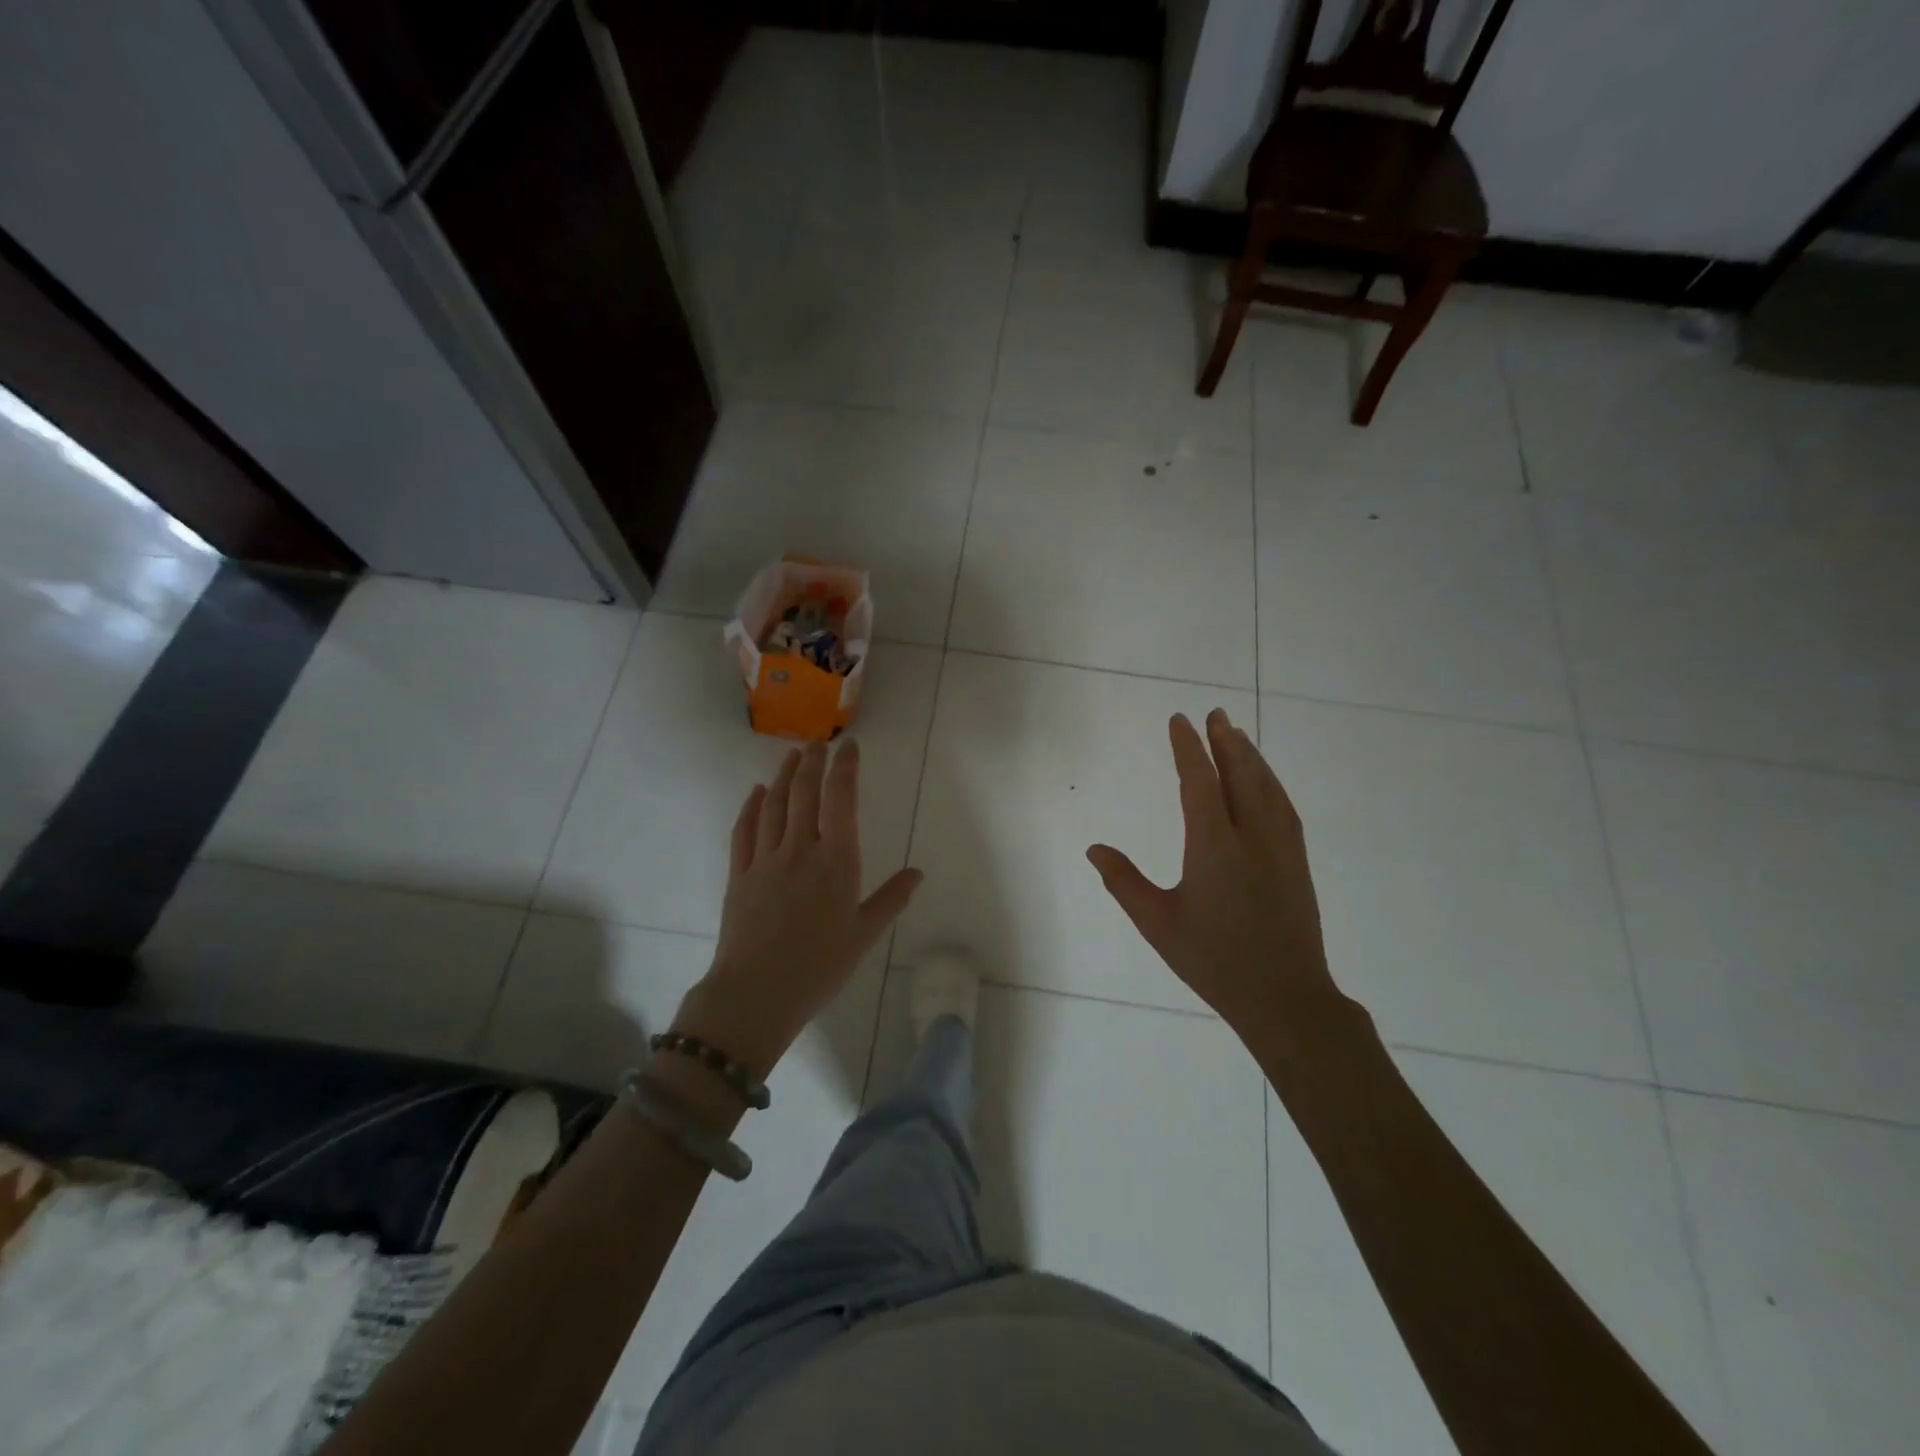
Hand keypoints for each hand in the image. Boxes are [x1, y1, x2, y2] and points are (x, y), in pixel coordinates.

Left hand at [673, 740, 922, 1079]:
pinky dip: (750, 807)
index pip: (842, 800)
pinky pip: (744, 831)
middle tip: (818, 742)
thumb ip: (891, 899)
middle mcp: (800, 849)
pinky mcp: (739, 874)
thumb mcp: (864, 934)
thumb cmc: (819, 966)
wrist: (757, 993)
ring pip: (773, 805)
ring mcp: (765, 859)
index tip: (850, 746)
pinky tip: (755, 793)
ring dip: (783, 776)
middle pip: (805, 793)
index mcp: (836, 861)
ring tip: (791, 755)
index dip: (845, 768)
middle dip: (812, 762)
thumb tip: (917, 873)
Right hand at [1087, 709, 1360, 1047]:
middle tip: (1215, 712)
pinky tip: (1266, 782)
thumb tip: (1094, 849)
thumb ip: (1124, 882)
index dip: (1188, 748)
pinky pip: (1283, 808)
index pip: (1200, 782)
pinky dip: (1271, 784)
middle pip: (1240, 775)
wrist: (1285, 997)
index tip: (1180, 721)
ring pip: (1266, 788)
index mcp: (1213, 847)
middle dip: (1226, 740)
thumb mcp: (1158, 923)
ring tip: (1237, 734)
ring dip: (1251, 757)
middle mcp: (1251, 836)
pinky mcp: (1297, 863)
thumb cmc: (1213, 960)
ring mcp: (1280, 848)